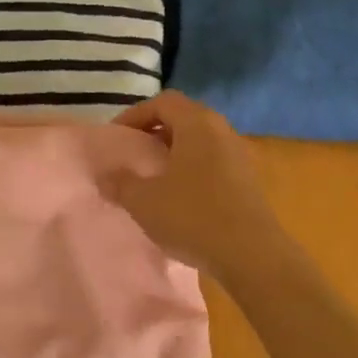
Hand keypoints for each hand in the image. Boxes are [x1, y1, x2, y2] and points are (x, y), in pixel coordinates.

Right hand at [104, 92, 286, 280]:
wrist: (251, 255)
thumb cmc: (193, 217)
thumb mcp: (144, 201)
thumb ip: (120, 183)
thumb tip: (106, 175)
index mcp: (198, 124)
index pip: (163, 101)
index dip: (135, 115)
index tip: (117, 138)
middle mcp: (222, 131)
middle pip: (184, 118)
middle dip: (155, 132)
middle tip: (133, 155)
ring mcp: (240, 156)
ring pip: (200, 142)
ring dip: (175, 154)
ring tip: (153, 178)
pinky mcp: (248, 182)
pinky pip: (213, 163)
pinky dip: (192, 171)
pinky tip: (179, 199)